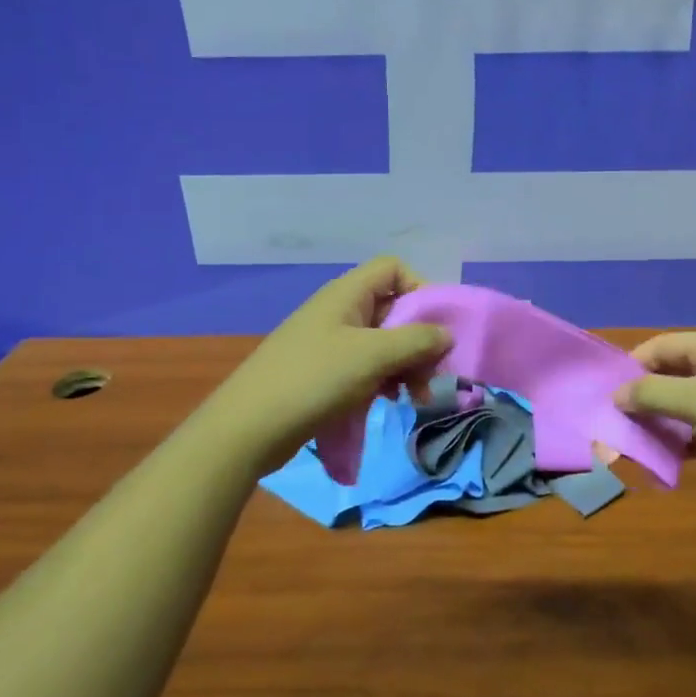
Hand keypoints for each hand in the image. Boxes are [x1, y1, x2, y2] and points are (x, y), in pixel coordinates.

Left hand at [195, 259, 450, 473]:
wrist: (249, 427)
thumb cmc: (315, 379)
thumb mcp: (374, 356)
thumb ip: (417, 341)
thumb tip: (446, 334)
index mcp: (348, 293)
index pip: (394, 269)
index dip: (420, 289)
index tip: (436, 326)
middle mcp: (339, 310)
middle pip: (393, 308)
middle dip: (418, 339)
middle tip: (432, 374)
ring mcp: (329, 342)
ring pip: (382, 341)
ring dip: (405, 365)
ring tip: (415, 397)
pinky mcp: (323, 372)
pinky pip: (365, 365)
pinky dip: (384, 379)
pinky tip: (389, 402)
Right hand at [616, 332, 695, 523]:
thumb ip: (651, 394)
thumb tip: (616, 395)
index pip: (663, 346)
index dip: (633, 365)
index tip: (606, 390)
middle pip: (670, 376)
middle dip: (641, 397)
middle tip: (611, 419)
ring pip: (680, 407)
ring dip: (656, 422)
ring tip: (627, 441)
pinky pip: (694, 434)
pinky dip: (676, 443)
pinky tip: (656, 458)